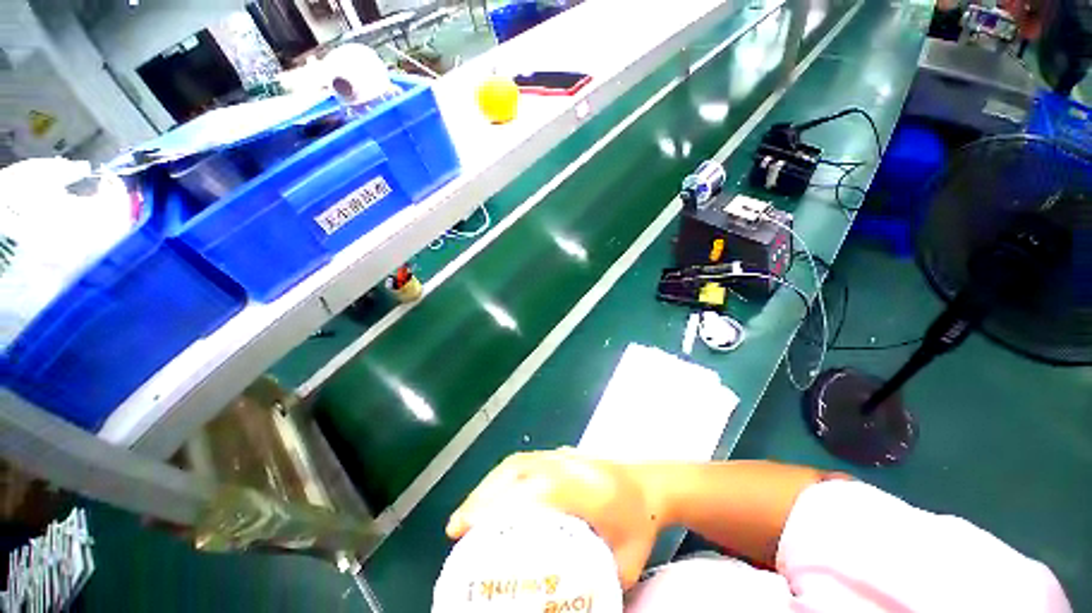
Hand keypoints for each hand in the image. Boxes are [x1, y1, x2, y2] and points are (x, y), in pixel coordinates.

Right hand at [446, 448, 661, 587]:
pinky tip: (493, 495)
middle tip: (458, 527)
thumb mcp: (624, 566)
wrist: (652, 483)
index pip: (534, 489)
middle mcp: (570, 465)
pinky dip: (502, 476)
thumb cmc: (640, 525)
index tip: (467, 529)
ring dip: (489, 484)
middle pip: (518, 468)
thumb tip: (558, 607)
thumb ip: (594, 588)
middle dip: (483, 495)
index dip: (498, 505)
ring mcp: (564, 455)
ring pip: (519, 460)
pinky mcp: (561, 454)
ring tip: (469, 513)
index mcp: (587, 489)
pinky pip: (525, 460)